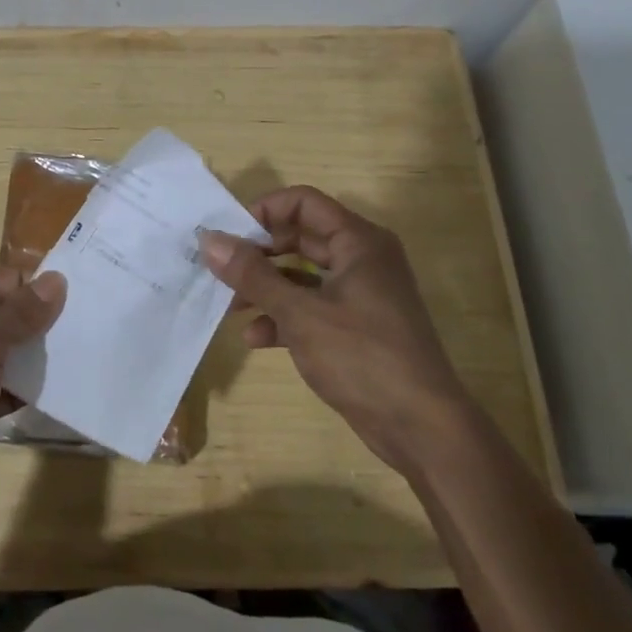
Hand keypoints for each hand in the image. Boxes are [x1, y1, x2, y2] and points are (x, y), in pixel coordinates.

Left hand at [0, 266, 65, 541]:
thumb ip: (19, 314)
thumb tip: (57, 280)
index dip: (22, 288)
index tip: (65, 303)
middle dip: (31, 321)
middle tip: (77, 328)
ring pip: (0, 350)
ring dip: (31, 353)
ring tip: (74, 354)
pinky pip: (1, 384)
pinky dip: (25, 384)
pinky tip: (58, 386)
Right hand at [200, 186, 464, 474]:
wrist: (421, 428)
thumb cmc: (362, 357)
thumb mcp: (300, 314)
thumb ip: (253, 275)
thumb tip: (209, 240)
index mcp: (358, 242)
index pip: (303, 203)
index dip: (263, 212)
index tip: (229, 236)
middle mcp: (362, 259)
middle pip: (300, 238)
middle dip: (259, 254)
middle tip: (221, 270)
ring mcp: (361, 295)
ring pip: (303, 276)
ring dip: (266, 289)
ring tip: (230, 308)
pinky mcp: (356, 328)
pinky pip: (312, 308)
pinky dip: (284, 318)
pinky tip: (256, 339)